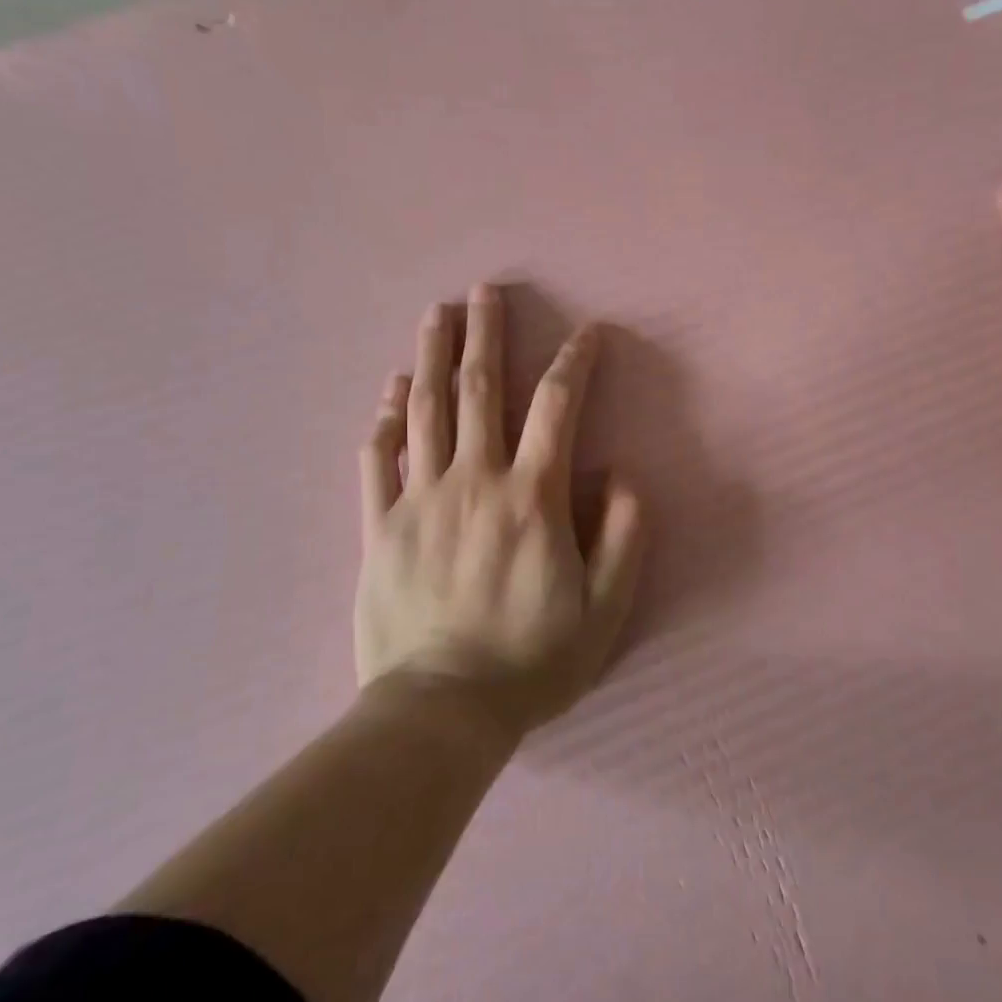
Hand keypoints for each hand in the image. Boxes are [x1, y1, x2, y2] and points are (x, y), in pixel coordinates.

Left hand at [354, 285, 644, 739]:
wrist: (441, 711)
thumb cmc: (532, 660)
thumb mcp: (605, 607)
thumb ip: (623, 534)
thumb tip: (620, 473)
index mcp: (531, 498)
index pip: (556, 408)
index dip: (575, 362)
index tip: (588, 332)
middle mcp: (474, 482)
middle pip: (480, 390)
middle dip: (486, 334)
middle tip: (484, 290)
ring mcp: (419, 500)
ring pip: (426, 411)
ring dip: (433, 356)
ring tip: (437, 314)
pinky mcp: (380, 527)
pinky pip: (377, 460)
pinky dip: (385, 420)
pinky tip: (391, 391)